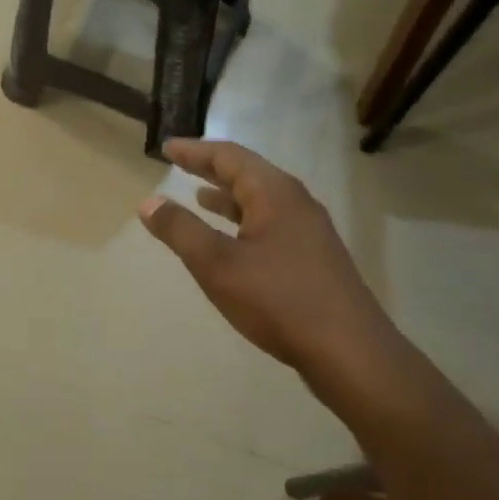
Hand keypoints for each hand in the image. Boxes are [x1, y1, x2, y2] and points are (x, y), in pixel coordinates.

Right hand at [139, 139, 402, 397]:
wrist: (349, 351)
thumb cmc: (278, 300)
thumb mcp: (217, 264)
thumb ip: (181, 231)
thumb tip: (149, 202)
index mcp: (274, 193)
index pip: (229, 157)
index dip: (195, 151)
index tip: (167, 148)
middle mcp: (296, 203)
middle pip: (249, 174)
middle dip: (212, 168)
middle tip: (180, 162)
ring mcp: (309, 231)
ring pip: (261, 201)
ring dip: (229, 196)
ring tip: (200, 196)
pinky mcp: (314, 258)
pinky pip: (271, 224)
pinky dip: (244, 222)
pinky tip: (234, 241)